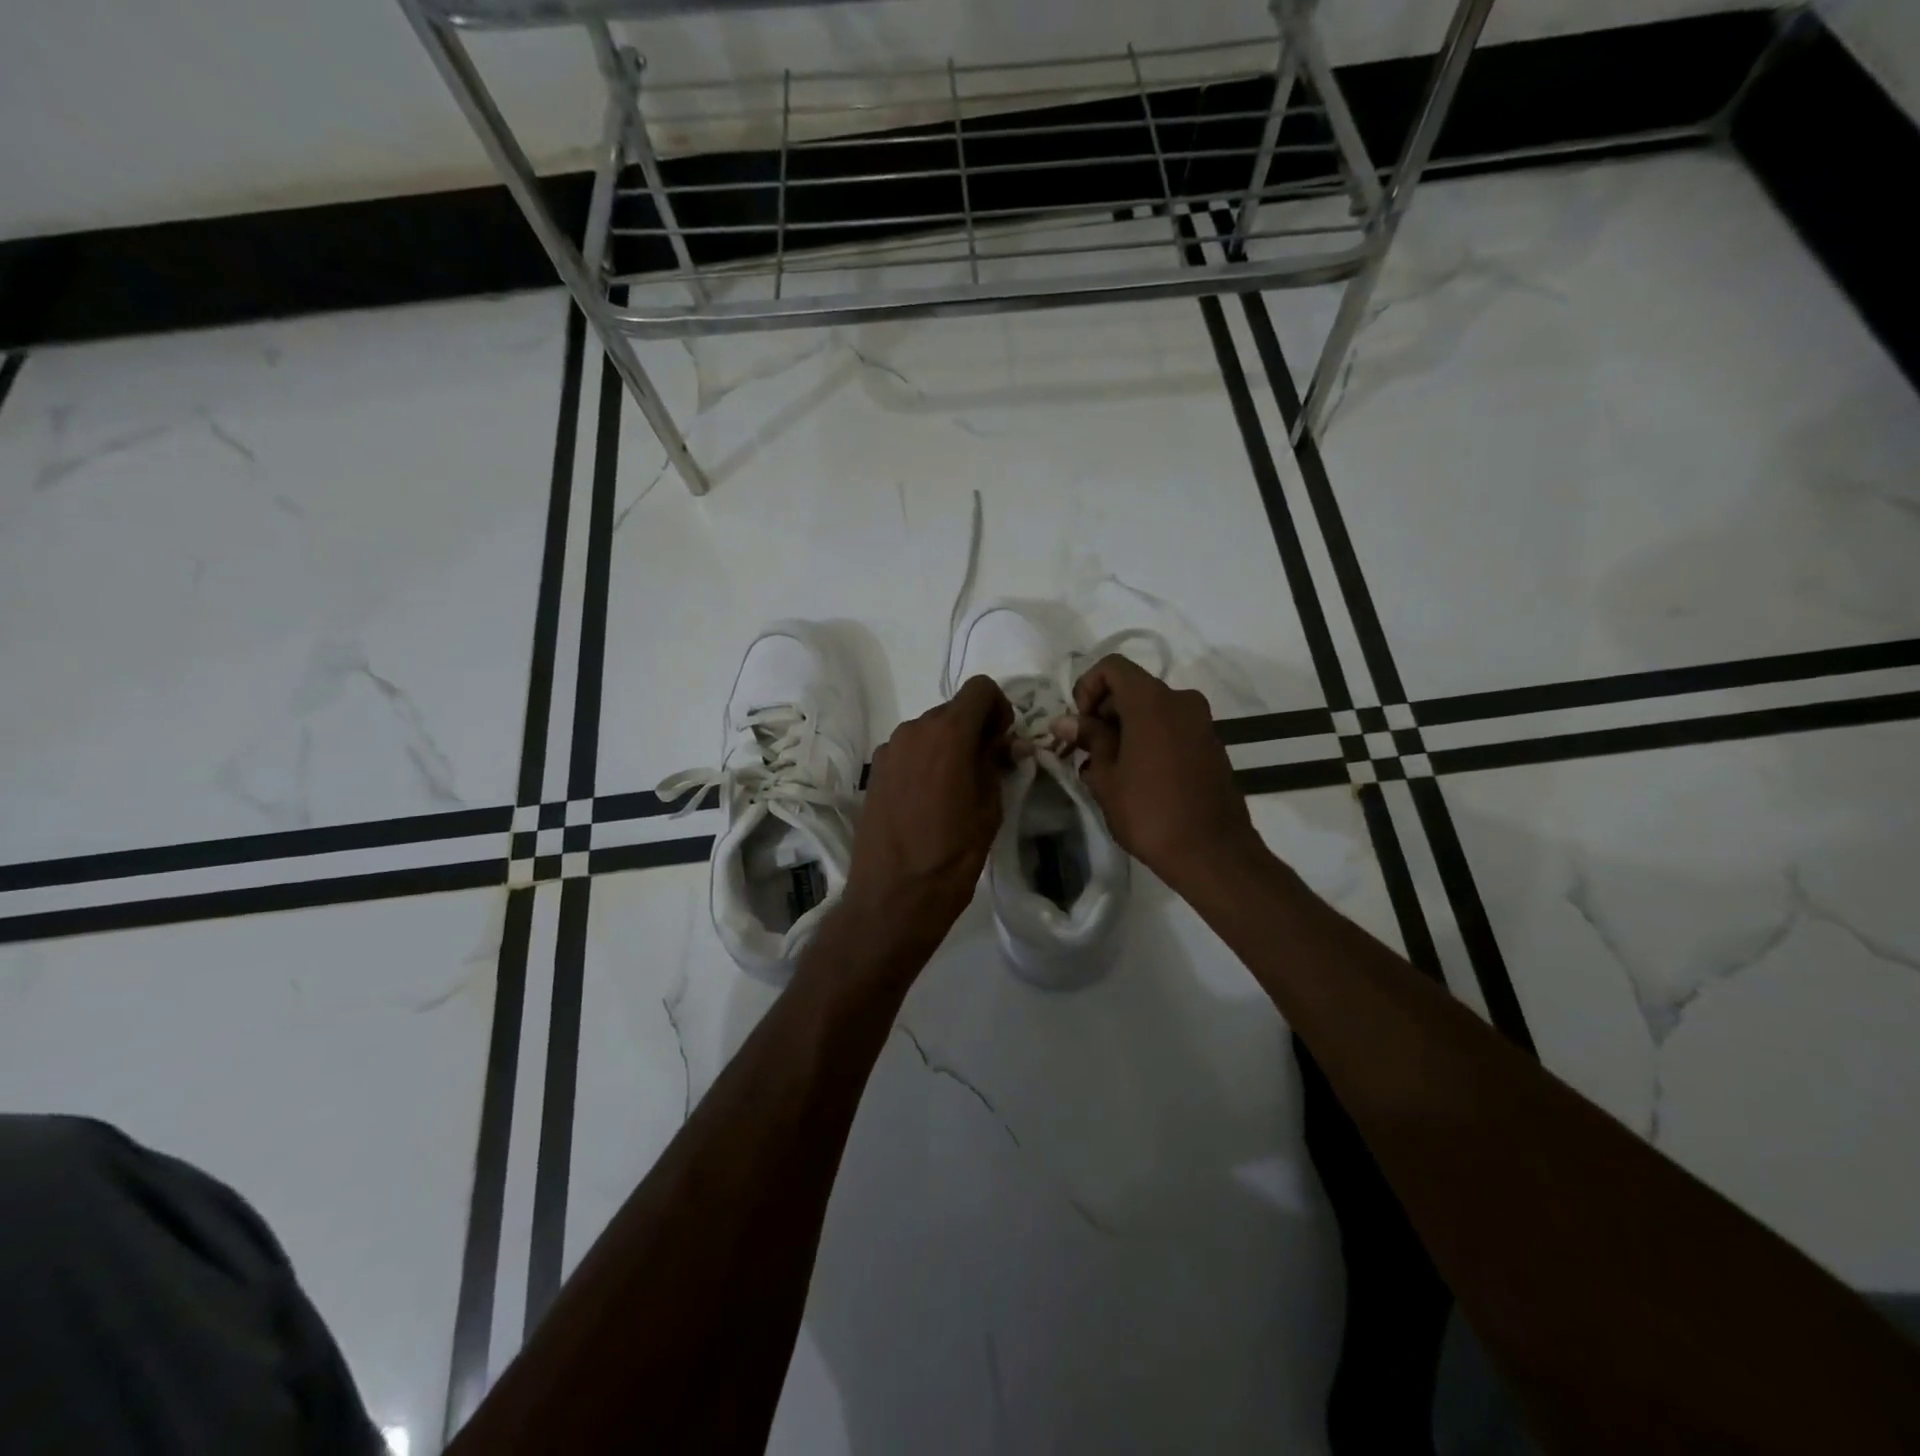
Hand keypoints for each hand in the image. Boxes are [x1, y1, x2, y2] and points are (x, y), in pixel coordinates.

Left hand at [837, 676, 1013, 968]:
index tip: (1003, 742)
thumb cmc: (952, 854)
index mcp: (948, 733)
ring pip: (929, 731)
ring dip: (948, 746)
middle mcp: (914, 730)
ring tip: (956, 789)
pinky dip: (925, 761)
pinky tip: (928, 801)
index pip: (980, 688)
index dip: (999, 708)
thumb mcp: (990, 808)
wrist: (893, 896)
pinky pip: (909, 751)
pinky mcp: (875, 771)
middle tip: (987, 768)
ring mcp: (889, 749)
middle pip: (953, 710)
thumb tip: (1006, 743)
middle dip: (975, 730)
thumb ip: (997, 764)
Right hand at [1056, 655, 1261, 890]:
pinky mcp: (1210, 745)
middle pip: (1132, 688)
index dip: (1087, 687)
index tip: (1081, 724)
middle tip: (1086, 751)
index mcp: (1152, 701)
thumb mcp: (1107, 776)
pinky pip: (1171, 728)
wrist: (1212, 852)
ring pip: (1152, 710)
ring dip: (1125, 729)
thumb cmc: (1149, 812)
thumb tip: (1066, 721)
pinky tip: (1135, 776)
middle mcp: (1181, 701)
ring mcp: (1201, 723)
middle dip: (1104, 712)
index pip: (1112, 667)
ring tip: (1107, 769)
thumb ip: (1089, 739)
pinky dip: (1148, 739)